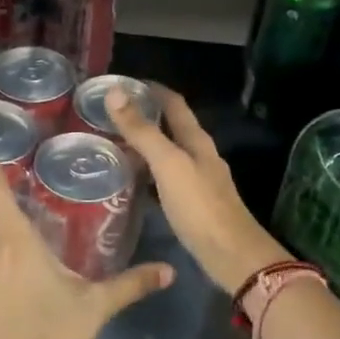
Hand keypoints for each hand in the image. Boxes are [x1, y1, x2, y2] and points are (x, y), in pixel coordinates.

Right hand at [106, 86, 288, 294]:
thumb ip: (142, 131)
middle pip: (171, 127)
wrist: (231, 255)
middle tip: (109, 115)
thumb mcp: (168, 164)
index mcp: (197, 140)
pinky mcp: (193, 204)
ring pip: (168, 153)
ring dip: (145, 145)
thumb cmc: (200, 206)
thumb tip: (115, 92)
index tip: (122, 84)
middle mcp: (200, 155)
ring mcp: (198, 181)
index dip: (151, 90)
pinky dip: (147, 173)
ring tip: (113, 144)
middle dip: (144, 117)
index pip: (174, 103)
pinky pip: (165, 179)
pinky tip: (131, 181)